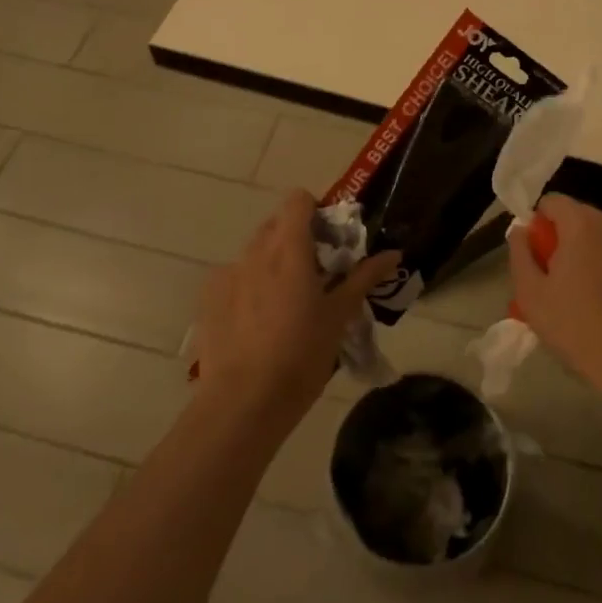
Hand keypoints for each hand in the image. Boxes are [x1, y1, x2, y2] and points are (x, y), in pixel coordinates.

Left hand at [194, 191, 399, 429]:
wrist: (243, 402)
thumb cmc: (301, 355)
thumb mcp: (340, 316)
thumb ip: (364, 277)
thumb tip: (393, 253)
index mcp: (289, 249)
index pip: (297, 200)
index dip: (316, 211)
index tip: (330, 240)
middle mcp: (255, 252)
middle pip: (276, 224)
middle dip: (297, 238)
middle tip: (316, 273)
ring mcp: (227, 274)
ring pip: (255, 252)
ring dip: (273, 262)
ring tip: (286, 302)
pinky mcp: (208, 298)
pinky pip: (234, 277)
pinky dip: (249, 285)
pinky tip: (258, 321)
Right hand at [508, 195, 601, 411]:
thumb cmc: (581, 328)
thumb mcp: (532, 295)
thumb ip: (520, 254)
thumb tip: (521, 230)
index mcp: (583, 222)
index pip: (551, 202)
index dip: (536, 225)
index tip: (534, 258)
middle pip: (578, 219)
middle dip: (561, 242)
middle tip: (552, 284)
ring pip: (601, 240)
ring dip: (586, 258)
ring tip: (579, 300)